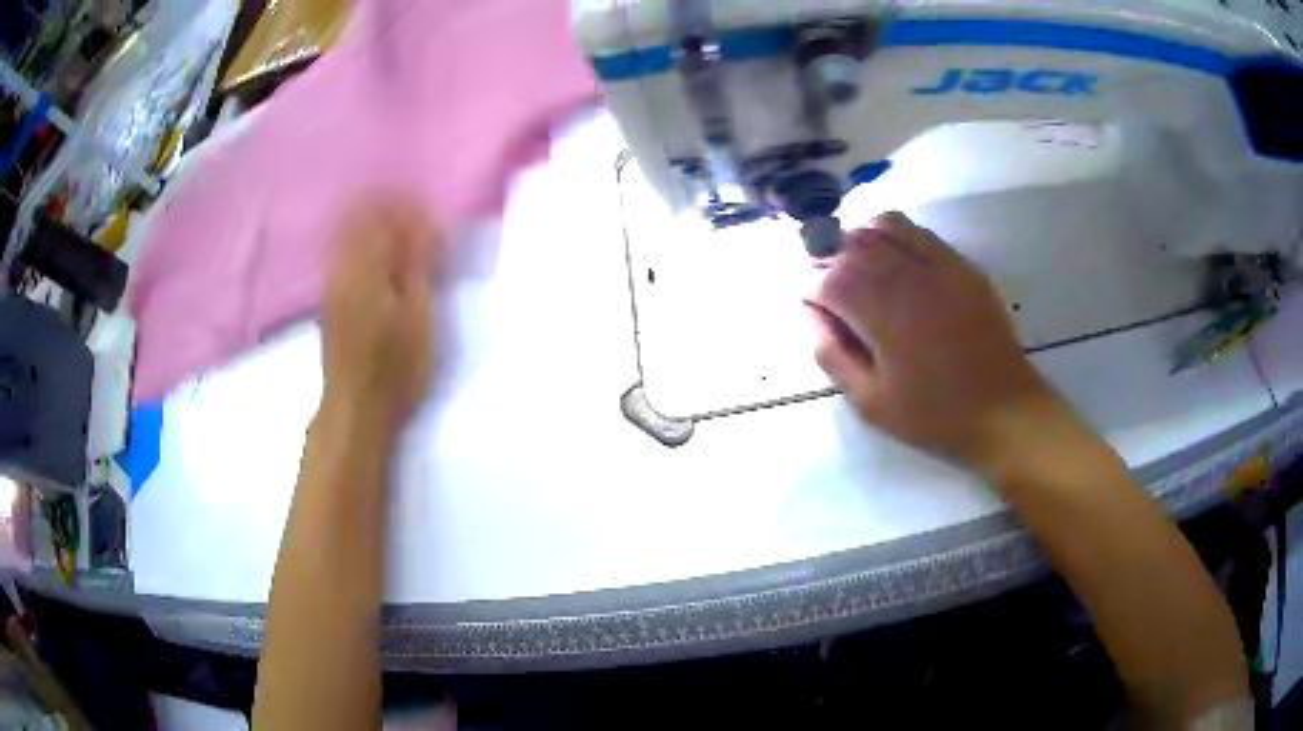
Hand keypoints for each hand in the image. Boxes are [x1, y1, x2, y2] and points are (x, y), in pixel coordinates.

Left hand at [321, 197, 447, 430]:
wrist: (355, 409)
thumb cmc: (395, 368)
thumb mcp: (418, 317)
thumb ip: (417, 266)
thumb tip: (423, 223)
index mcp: (366, 268)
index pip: (384, 216)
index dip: (409, 208)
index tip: (433, 214)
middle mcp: (343, 267)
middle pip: (360, 217)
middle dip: (389, 207)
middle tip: (418, 215)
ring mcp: (332, 282)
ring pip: (348, 232)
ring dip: (373, 222)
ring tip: (402, 230)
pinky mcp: (329, 298)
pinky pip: (342, 250)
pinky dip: (361, 241)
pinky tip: (378, 253)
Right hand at [806, 212, 1074, 476]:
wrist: (1004, 410)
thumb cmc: (934, 415)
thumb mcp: (870, 402)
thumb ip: (832, 354)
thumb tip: (809, 313)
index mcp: (883, 314)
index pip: (828, 278)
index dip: (806, 285)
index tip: (802, 300)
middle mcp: (908, 276)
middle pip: (852, 245)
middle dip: (825, 258)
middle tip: (821, 284)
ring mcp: (939, 265)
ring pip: (883, 226)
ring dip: (857, 238)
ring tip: (852, 264)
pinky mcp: (961, 265)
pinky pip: (918, 232)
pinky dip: (892, 234)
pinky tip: (890, 259)